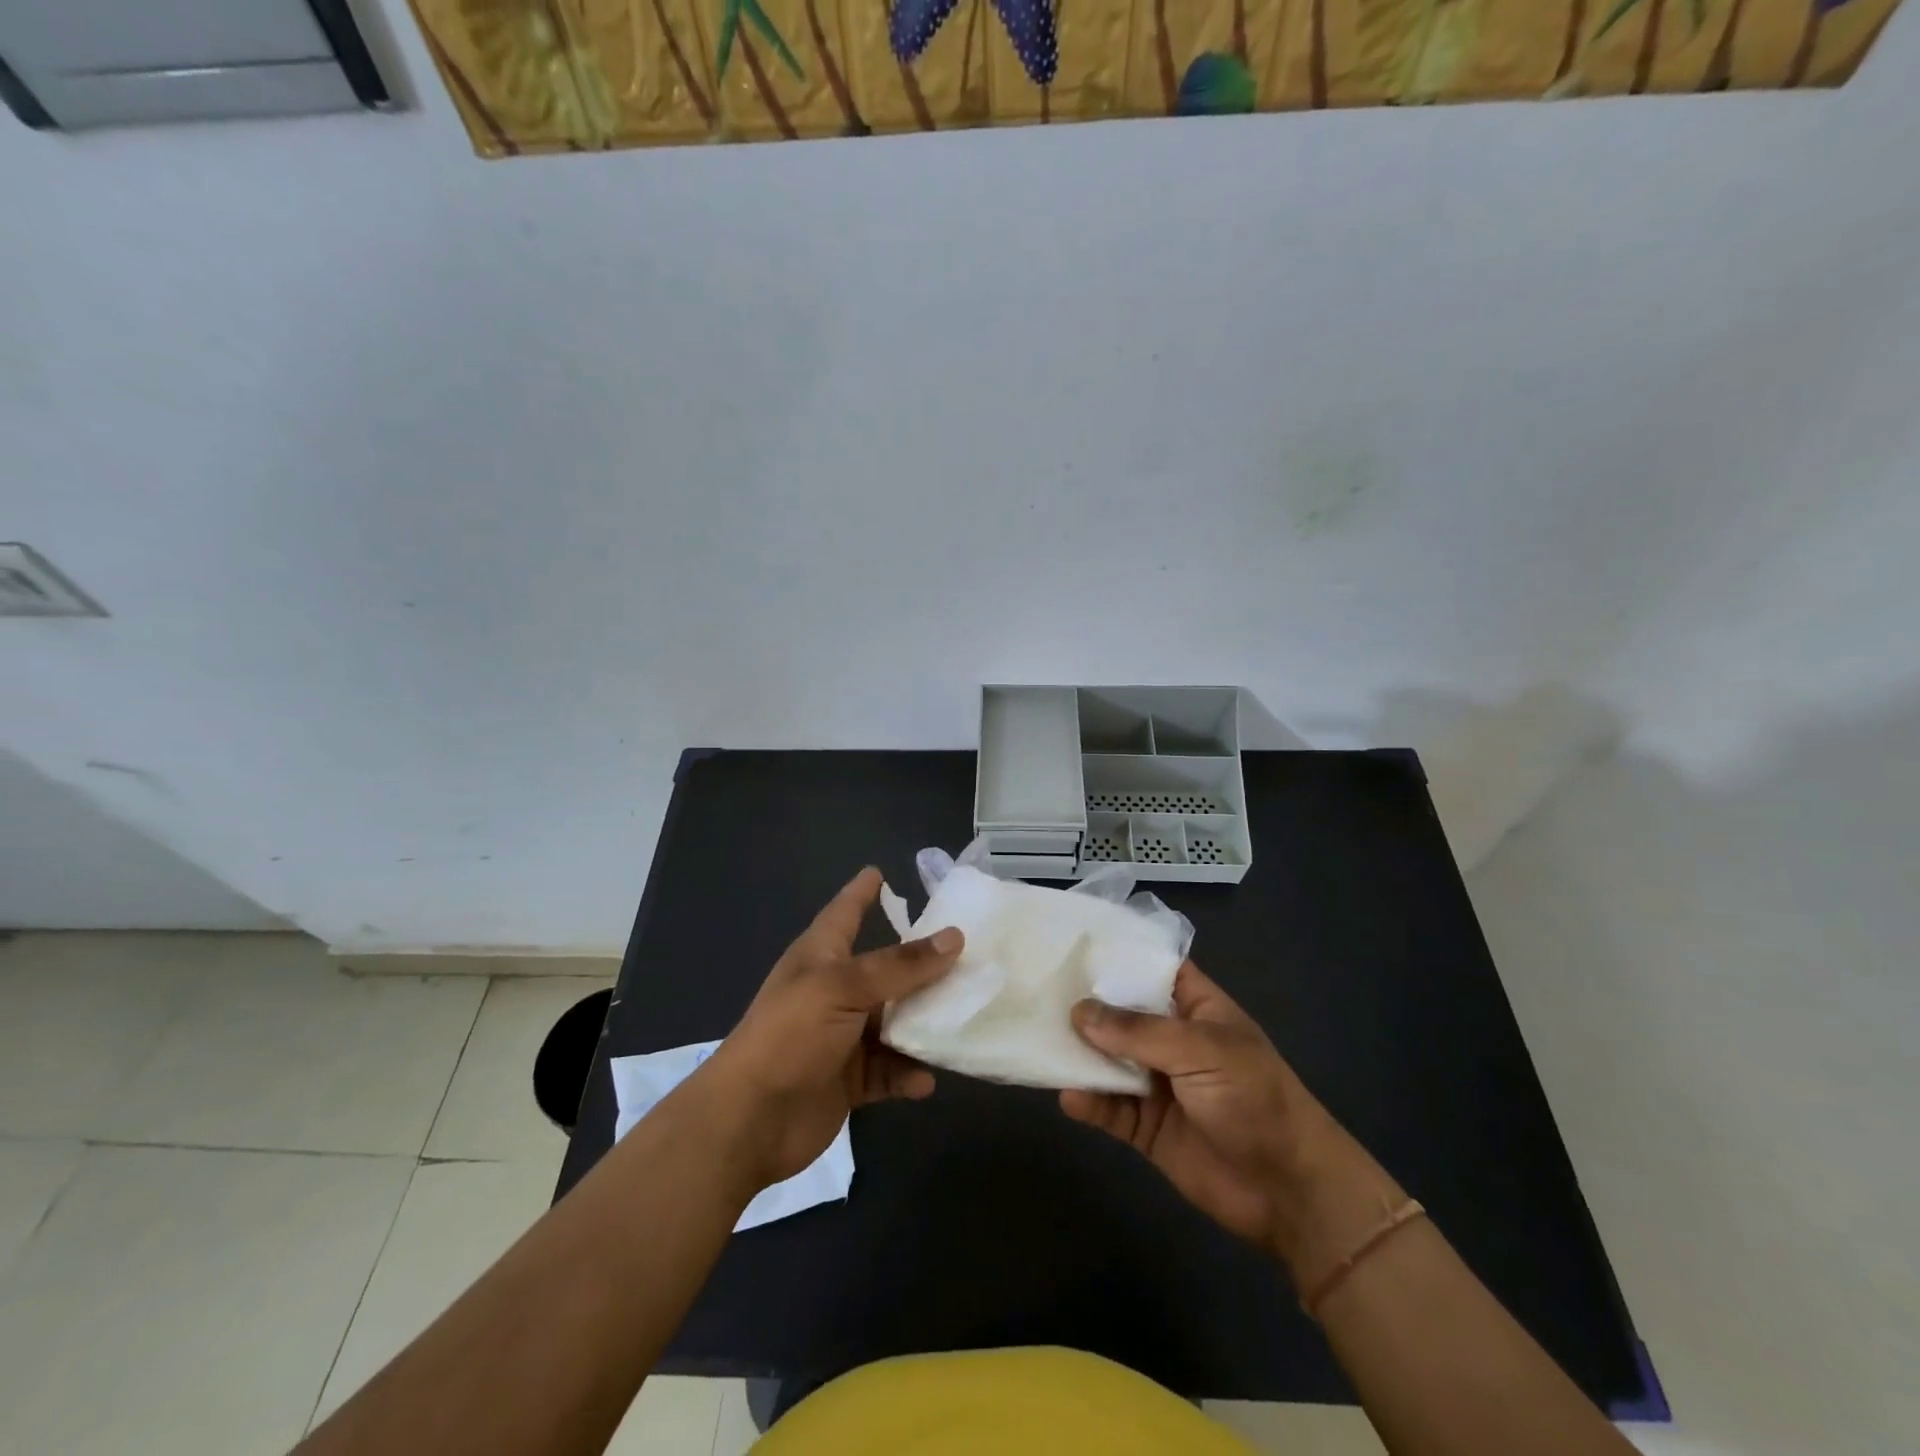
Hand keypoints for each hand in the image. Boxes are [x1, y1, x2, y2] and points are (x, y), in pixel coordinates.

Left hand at [698, 867, 961, 1192]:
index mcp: (822, 956)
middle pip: (885, 969)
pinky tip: (925, 1080)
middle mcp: (834, 990)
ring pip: (895, 1020)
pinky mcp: (849, 1078)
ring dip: (924, 1023)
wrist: (749, 1120)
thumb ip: (900, 966)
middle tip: (969, 952)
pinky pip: (889, 1069)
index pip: (845, 912)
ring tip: (964, 1019)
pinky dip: (908, 1072)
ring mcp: (842, 1036)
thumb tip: (954, 937)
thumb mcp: (844, 988)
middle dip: (922, 963)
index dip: (862, 892)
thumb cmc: (791, 1036)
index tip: (880, 871)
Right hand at [1062, 961, 1385, 1273]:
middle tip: (1035, 988)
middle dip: (1085, 1005)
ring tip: (1039, 1040)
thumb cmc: (1254, 1099)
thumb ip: (1139, 1032)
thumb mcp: (1201, 1050)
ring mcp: (1157, 1083)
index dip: (1117, 956)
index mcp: (1194, 1008)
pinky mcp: (1147, 1127)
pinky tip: (1068, 1097)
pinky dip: (1088, 1102)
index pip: (1151, 969)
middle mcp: (1171, 1039)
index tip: (1070, 941)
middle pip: (1120, 1014)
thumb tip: (1079, 1012)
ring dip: (1079, 1054)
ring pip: (1108, 1060)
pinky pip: (1109, 1108)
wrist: (1289, 1191)